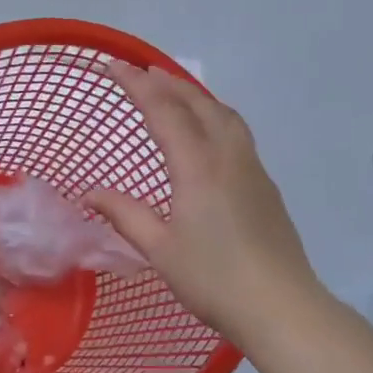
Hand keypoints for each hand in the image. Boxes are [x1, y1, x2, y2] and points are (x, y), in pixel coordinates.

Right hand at [86, 64, 323, 347]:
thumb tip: (91, 193)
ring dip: (195, 96)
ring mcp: (252, 168)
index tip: (113, 66)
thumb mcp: (160, 249)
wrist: (281, 306)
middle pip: (197, 103)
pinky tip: (208, 133)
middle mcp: (227, 156)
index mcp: (197, 166)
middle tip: (140, 73)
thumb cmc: (214, 279)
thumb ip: (125, 215)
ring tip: (174, 93)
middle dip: (166, 83)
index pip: (163, 111)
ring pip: (224, 114)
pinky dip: (215, 115)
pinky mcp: (265, 184)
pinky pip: (237, 132)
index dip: (136, 85)